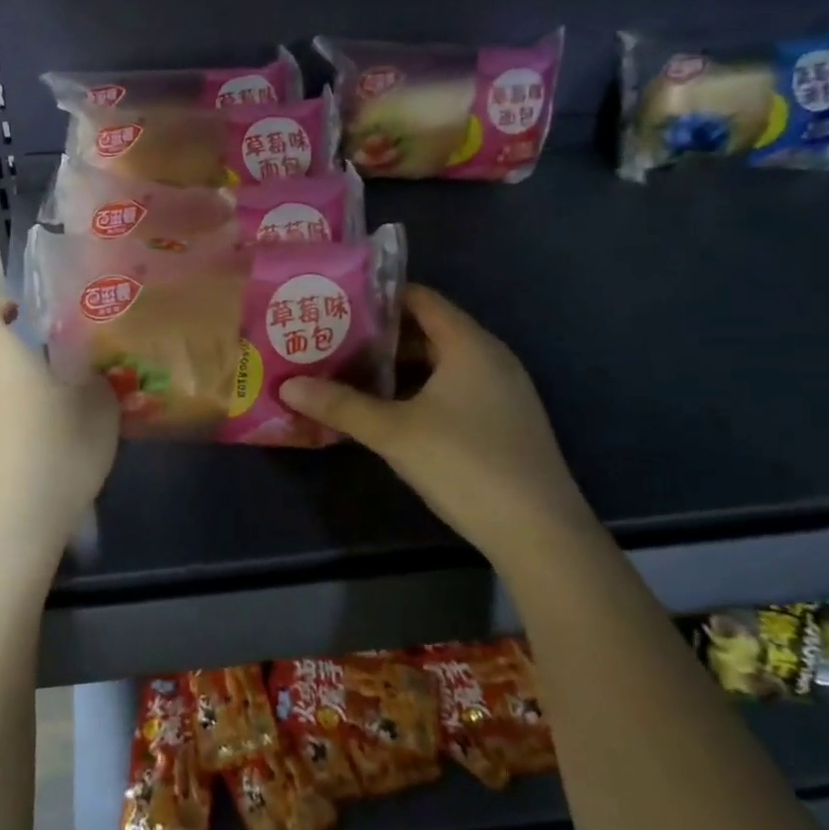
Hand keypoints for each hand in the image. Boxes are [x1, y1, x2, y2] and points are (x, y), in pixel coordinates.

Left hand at [0, 299, 119, 575]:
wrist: (0, 531)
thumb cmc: (55, 452)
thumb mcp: (99, 412)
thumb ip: (96, 382)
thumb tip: (92, 374)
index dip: (2, 310)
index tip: (26, 317)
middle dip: (6, 362)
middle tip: (45, 382)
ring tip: (32, 432)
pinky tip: (13, 470)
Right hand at [280, 285, 586, 548]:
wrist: (540, 533)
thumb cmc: (464, 464)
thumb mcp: (393, 432)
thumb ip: (341, 405)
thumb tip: (288, 387)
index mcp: (469, 344)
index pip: (420, 298)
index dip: (378, 296)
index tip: (337, 303)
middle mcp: (491, 357)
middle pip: (429, 330)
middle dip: (380, 336)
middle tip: (333, 341)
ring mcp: (503, 391)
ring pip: (441, 363)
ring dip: (398, 367)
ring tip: (351, 375)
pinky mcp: (506, 421)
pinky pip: (456, 388)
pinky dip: (421, 390)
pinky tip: (391, 413)